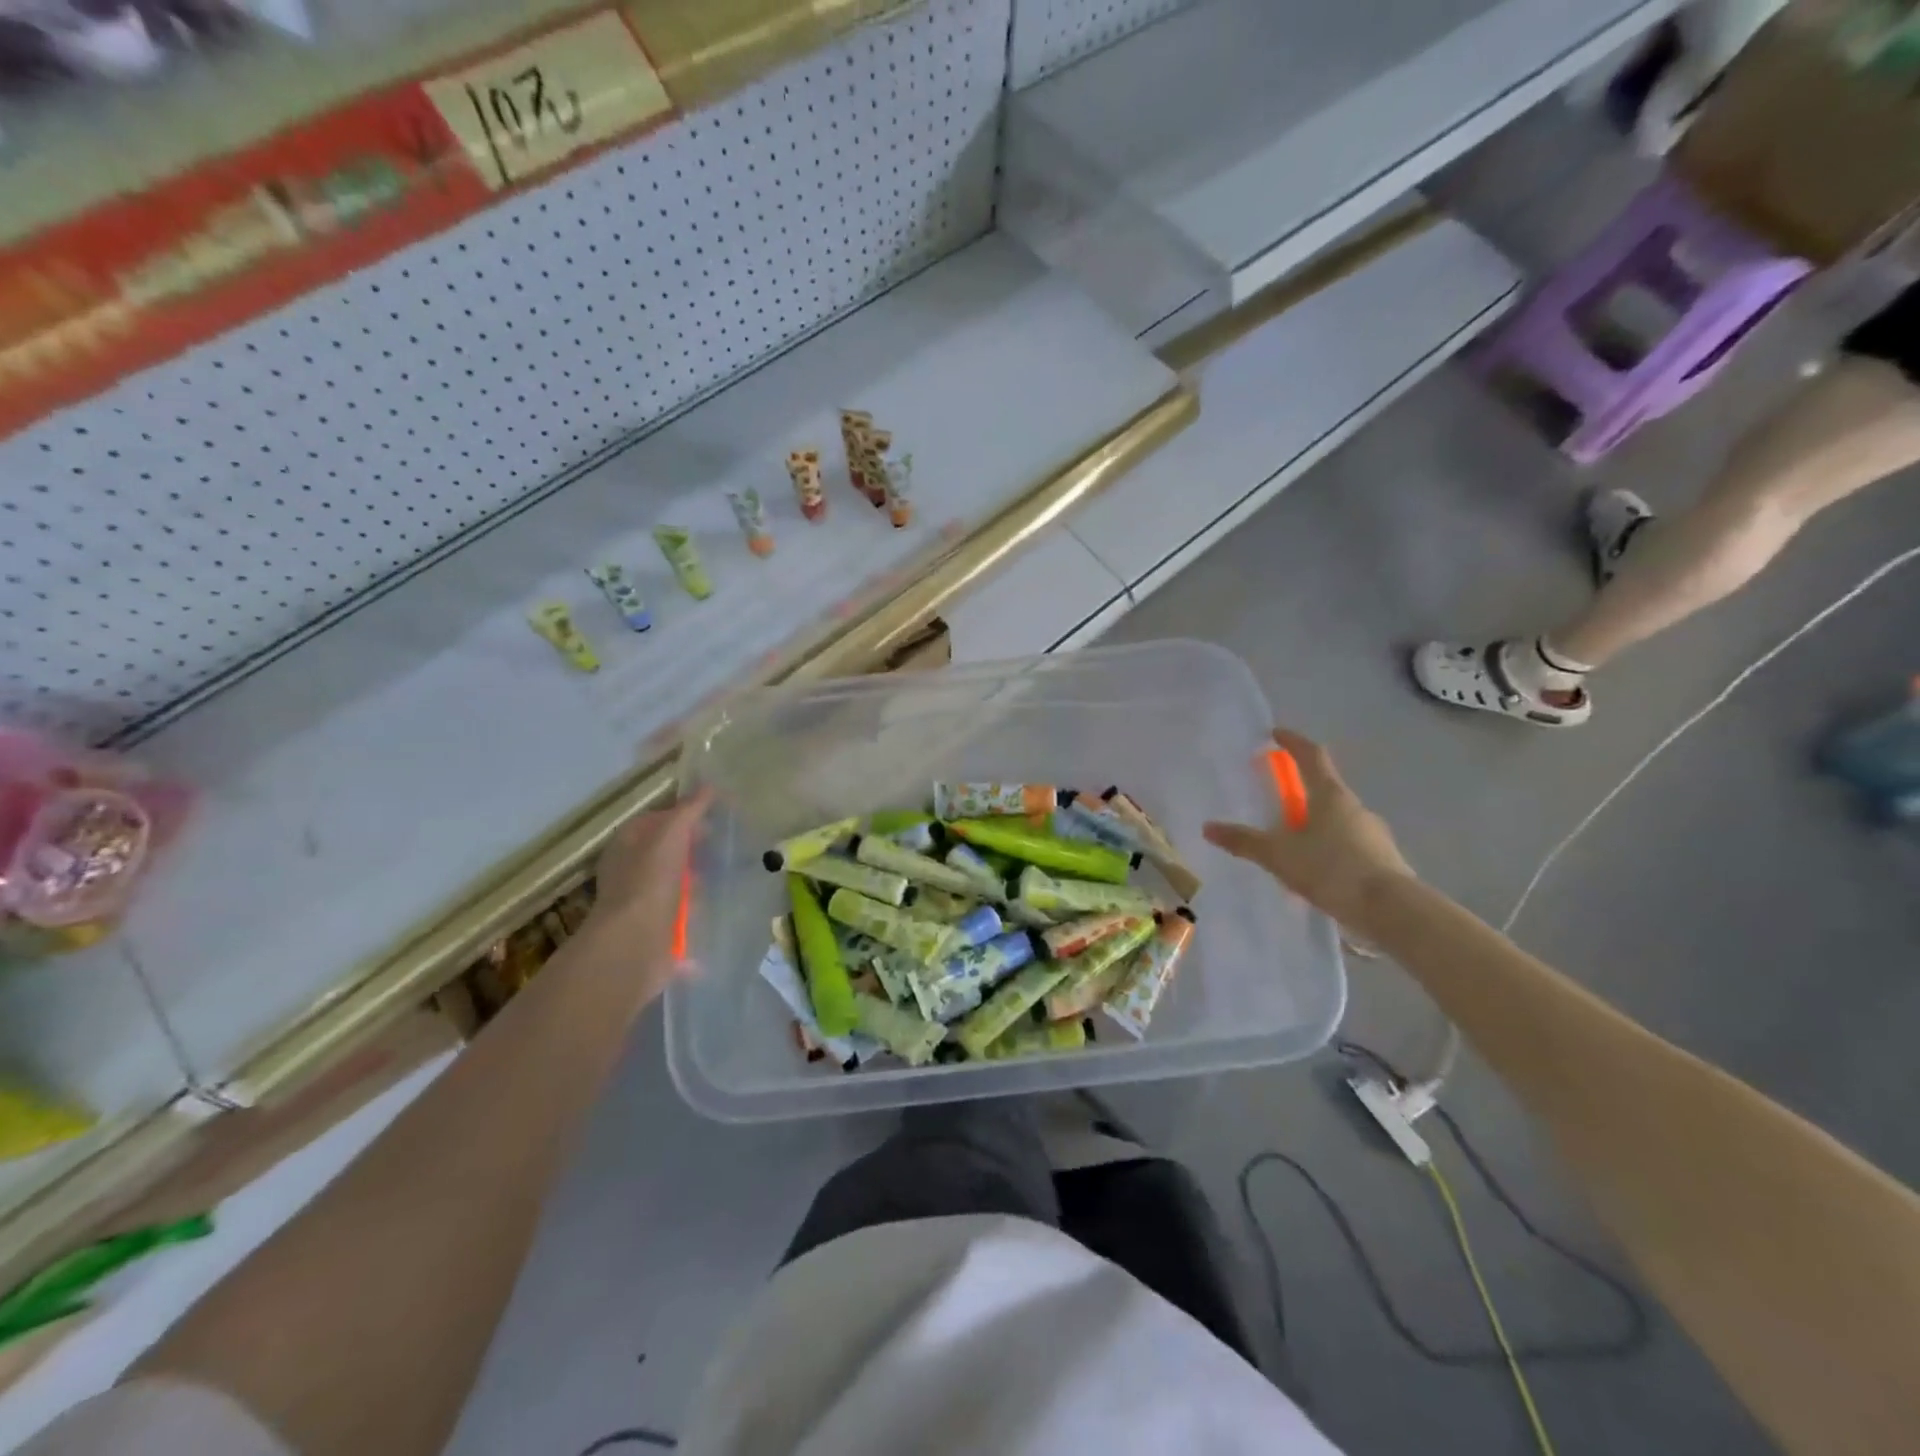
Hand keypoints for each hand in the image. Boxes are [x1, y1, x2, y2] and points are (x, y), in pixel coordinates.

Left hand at [571, 791, 709, 1004]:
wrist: (635, 943)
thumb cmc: (649, 880)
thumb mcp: (671, 834)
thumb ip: (690, 810)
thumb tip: (709, 787)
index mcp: (626, 844)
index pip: (655, 819)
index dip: (683, 814)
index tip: (713, 817)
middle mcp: (629, 871)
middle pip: (666, 851)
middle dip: (692, 849)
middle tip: (721, 846)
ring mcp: (640, 902)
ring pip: (674, 883)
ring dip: (696, 882)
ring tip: (721, 878)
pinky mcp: (655, 929)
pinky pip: (680, 913)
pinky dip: (695, 911)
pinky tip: (715, 908)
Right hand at [1203, 728, 1412, 932]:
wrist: (1392, 910)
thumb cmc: (1332, 869)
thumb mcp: (1279, 856)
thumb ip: (1244, 841)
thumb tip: (1208, 827)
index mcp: (1330, 795)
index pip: (1311, 756)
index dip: (1293, 742)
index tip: (1276, 734)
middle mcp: (1355, 806)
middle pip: (1326, 787)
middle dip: (1302, 788)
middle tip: (1278, 799)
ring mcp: (1373, 833)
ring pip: (1339, 818)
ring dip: (1317, 822)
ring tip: (1294, 843)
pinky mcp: (1383, 859)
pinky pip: (1350, 844)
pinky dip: (1331, 848)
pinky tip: (1319, 870)